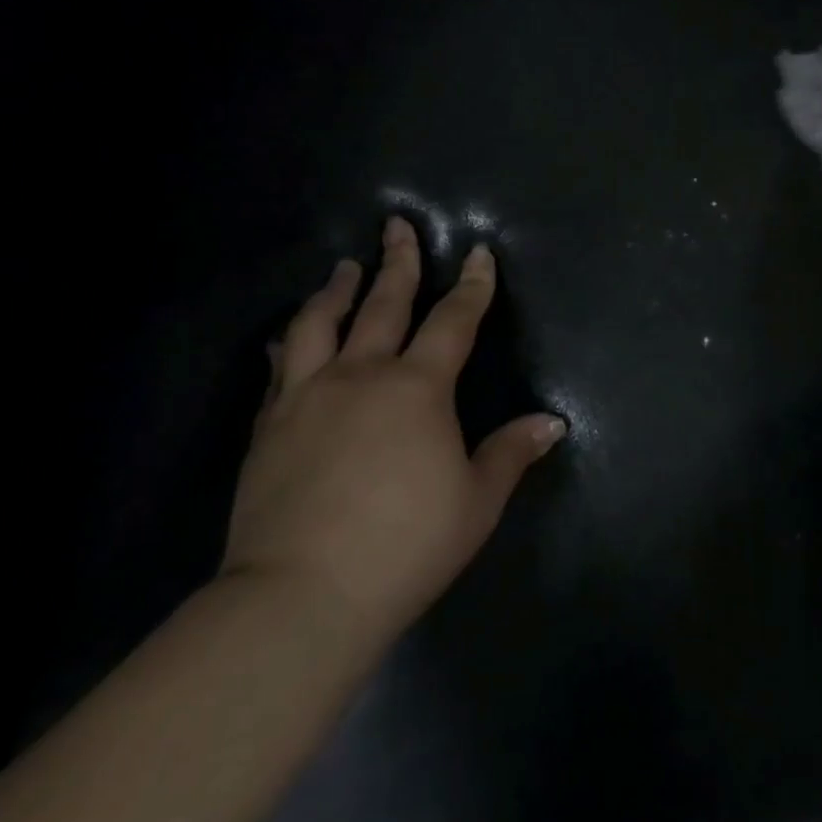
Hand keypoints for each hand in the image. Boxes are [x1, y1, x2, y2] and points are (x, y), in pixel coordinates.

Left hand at [222, 218, 565, 641]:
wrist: (301, 595)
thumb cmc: (405, 545)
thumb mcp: (476, 502)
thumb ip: (511, 454)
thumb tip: (552, 423)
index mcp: (418, 388)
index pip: (453, 320)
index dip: (472, 285)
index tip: (478, 253)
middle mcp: (361, 375)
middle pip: (383, 303)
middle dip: (397, 261)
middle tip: (396, 226)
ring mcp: (307, 396)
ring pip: (320, 324)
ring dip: (336, 290)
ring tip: (344, 268)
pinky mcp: (269, 426)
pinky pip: (279, 369)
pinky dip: (291, 342)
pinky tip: (288, 339)